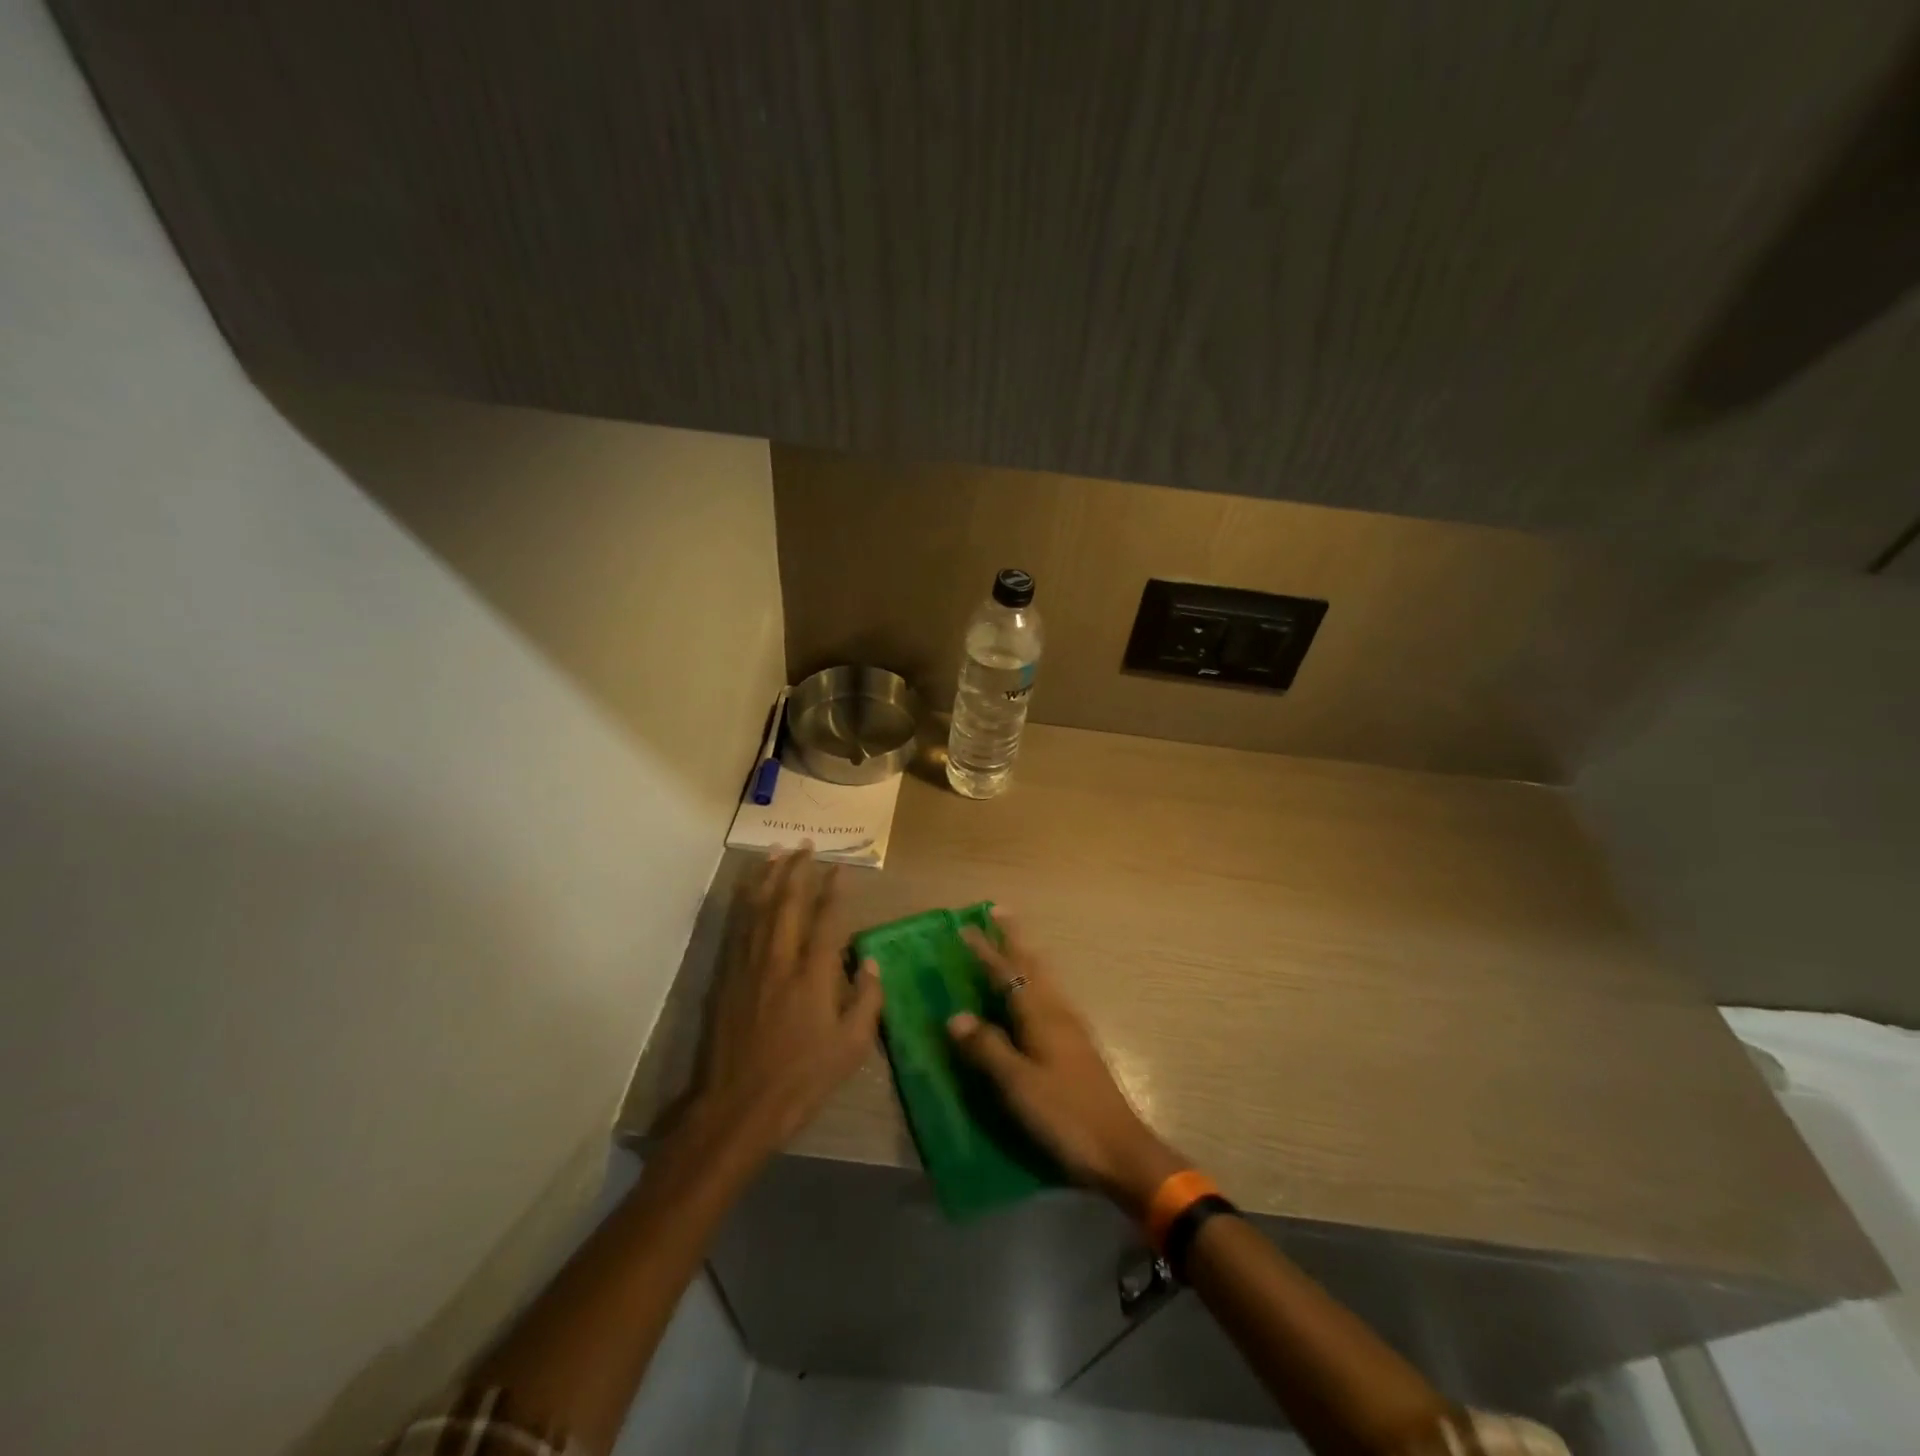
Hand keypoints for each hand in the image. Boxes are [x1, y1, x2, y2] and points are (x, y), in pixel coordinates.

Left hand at [693, 847, 883, 1159]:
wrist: (737, 1107)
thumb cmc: (802, 1080)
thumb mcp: (851, 1048)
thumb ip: (866, 1001)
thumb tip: (872, 963)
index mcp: (812, 975)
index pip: (826, 918)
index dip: (834, 889)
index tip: (841, 867)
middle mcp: (779, 959)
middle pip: (788, 902)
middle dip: (799, 869)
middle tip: (807, 845)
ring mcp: (748, 965)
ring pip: (758, 908)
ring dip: (769, 876)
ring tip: (777, 852)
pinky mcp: (727, 977)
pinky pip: (737, 927)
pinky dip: (744, 902)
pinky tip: (749, 891)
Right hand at [948, 913, 1184, 1216]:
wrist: (1120, 1150)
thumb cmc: (1065, 1116)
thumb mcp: (1018, 1085)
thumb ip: (988, 1049)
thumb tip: (956, 1016)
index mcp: (1042, 1016)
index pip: (1008, 973)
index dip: (986, 951)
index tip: (966, 927)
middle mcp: (1058, 1013)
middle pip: (1033, 966)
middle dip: (1014, 940)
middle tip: (999, 913)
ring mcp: (1071, 1029)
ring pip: (1044, 980)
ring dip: (1026, 957)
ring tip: (1013, 943)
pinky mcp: (1077, 1047)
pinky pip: (1050, 998)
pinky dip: (1035, 982)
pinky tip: (1034, 995)